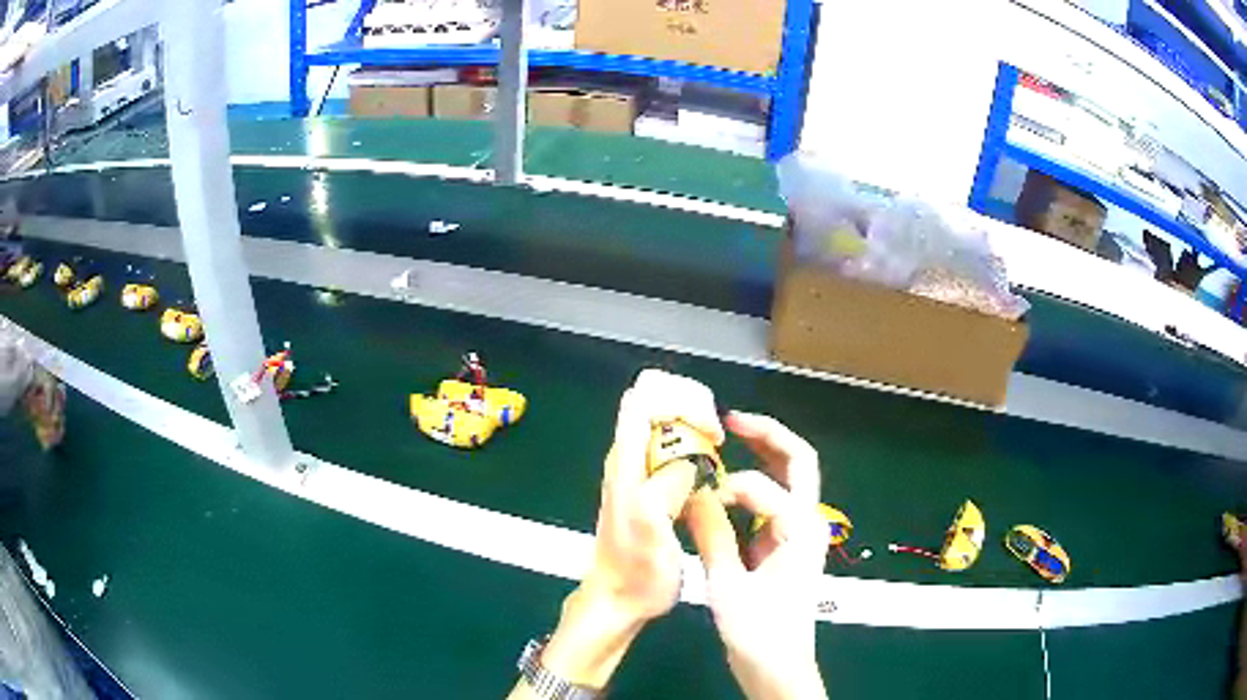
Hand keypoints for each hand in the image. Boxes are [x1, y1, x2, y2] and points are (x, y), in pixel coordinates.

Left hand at [513, 370, 721, 695]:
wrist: (618, 600)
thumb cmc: (637, 572)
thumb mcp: (654, 530)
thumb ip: (668, 486)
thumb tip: (692, 459)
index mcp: (626, 463)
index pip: (643, 398)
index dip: (681, 400)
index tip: (711, 431)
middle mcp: (628, 459)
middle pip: (654, 402)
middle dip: (691, 407)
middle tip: (717, 438)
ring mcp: (636, 473)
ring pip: (663, 425)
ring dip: (694, 427)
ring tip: (718, 452)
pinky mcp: (647, 489)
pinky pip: (671, 451)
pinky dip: (693, 449)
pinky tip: (710, 473)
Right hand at [686, 412, 828, 699]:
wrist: (778, 666)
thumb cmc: (758, 632)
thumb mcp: (728, 586)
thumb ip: (712, 536)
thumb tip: (694, 494)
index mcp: (799, 530)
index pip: (762, 487)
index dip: (727, 486)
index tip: (698, 500)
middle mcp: (807, 522)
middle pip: (799, 460)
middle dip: (768, 434)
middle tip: (732, 420)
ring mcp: (800, 532)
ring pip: (791, 477)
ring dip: (765, 453)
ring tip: (731, 438)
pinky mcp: (787, 544)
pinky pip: (775, 501)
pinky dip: (756, 483)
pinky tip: (729, 486)